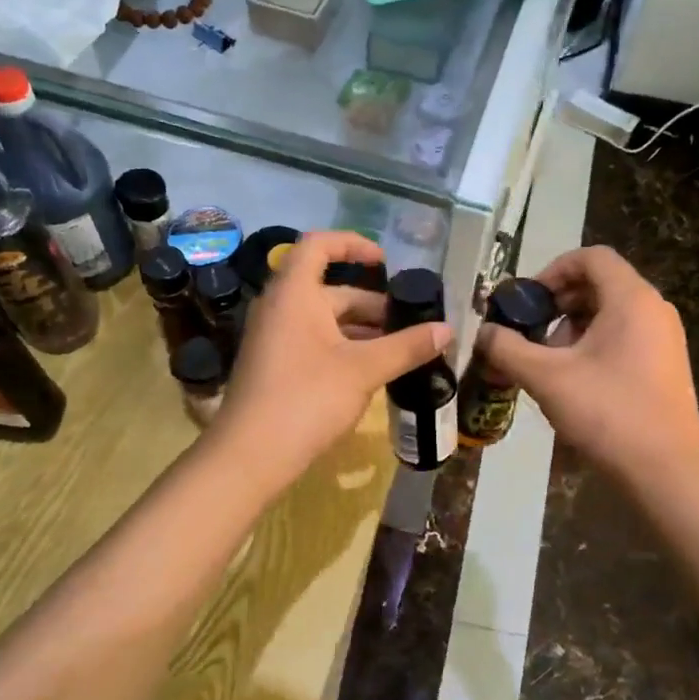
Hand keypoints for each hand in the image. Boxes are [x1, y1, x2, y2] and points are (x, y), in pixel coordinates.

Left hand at [213, 231, 449, 494]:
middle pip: (331, 289)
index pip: (320, 244)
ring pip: (325, 320)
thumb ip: (407, 346)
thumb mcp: (364, 369)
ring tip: (402, 349)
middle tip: (411, 324)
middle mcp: (280, 307)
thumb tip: (447, 329)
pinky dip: (345, 348)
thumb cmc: (307, 398)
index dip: (354, 244)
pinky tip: (373, 371)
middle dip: (373, 304)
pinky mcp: (276, 366)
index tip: (386, 262)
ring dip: (363, 330)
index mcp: (295, 293)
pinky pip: (315, 342)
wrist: (251, 455)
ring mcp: (275, 338)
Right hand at [477, 246, 698, 482]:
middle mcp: (654, 310)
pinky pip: (625, 338)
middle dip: (559, 305)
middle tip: (532, 334)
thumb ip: (508, 349)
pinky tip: (575, 382)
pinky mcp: (666, 366)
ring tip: (550, 364)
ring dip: (574, 329)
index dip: (553, 270)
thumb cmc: (607, 412)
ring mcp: (665, 339)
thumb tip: (484, 333)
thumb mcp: (546, 378)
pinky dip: (595, 346)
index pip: (591, 257)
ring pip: (612, 314)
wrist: (665, 469)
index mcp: (631, 299)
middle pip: (600, 285)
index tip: (528, 301)